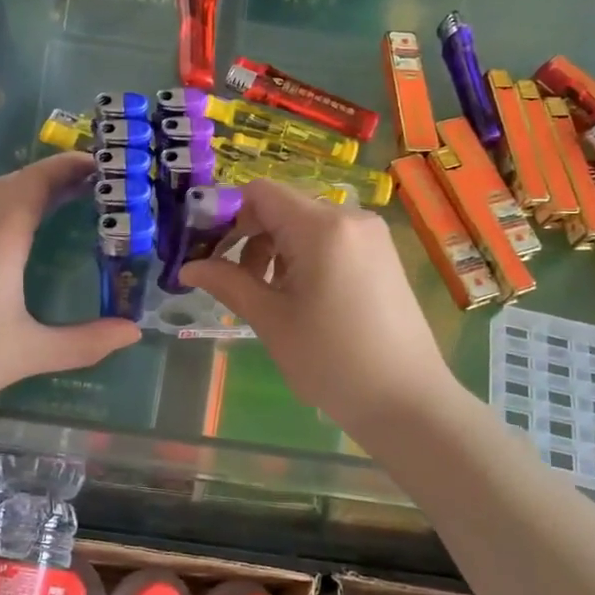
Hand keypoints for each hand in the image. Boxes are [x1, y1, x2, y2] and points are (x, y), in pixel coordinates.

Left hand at [0, 153, 140, 414]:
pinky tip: (14, 232)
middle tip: (91, 182)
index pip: (36, 183)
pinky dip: (5, 204)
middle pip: (14, 182)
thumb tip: (134, 332)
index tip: (100, 164)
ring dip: (27, 188)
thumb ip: (86, 342)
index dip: (68, 168)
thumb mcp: (30, 353)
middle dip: (53, 174)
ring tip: (59, 200)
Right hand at [181, 181, 459, 435]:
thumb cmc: (332, 361)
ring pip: (306, 224)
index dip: (226, 214)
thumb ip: (227, 282)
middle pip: (283, 207)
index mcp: (322, 227)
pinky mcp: (382, 255)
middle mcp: (350, 218)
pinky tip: (300, 297)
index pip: (260, 193)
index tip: (206, 249)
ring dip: (275, 248)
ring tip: (267, 295)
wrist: (408, 402)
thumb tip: (187, 267)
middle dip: (250, 236)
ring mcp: (371, 236)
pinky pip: (331, 239)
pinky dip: (304, 256)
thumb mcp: (271, 320)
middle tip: (231, 280)